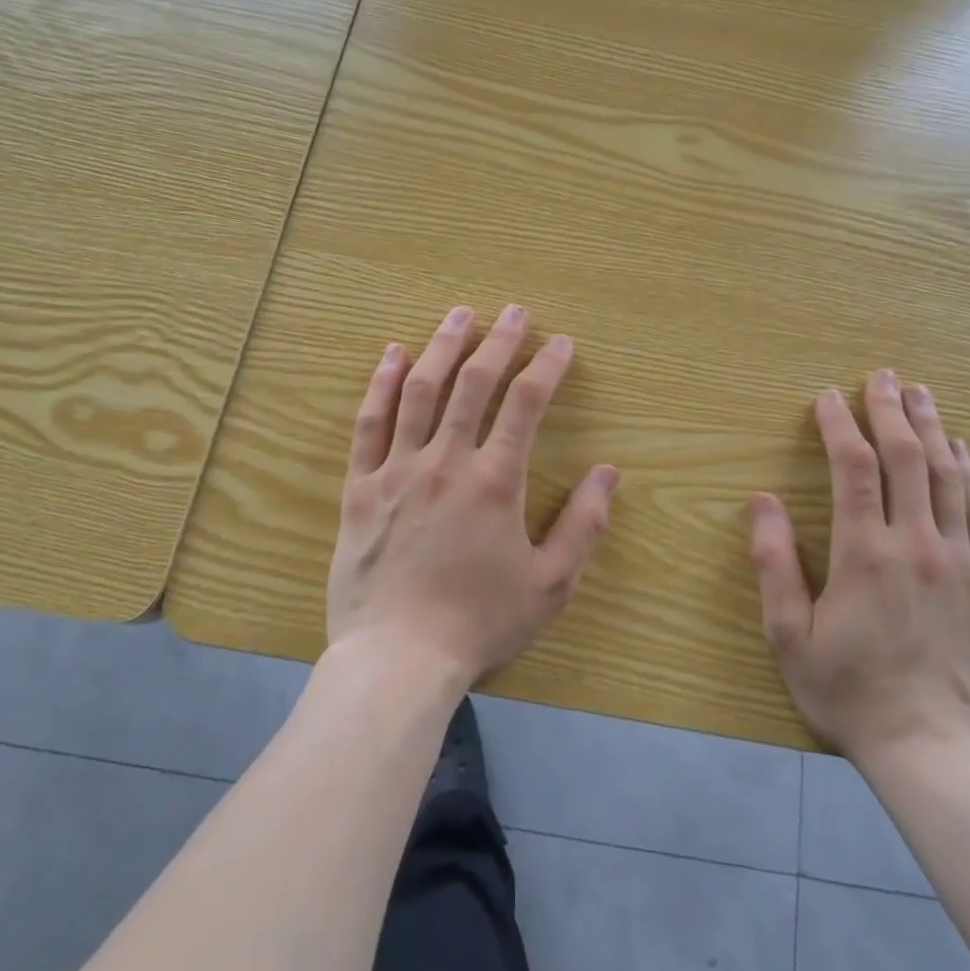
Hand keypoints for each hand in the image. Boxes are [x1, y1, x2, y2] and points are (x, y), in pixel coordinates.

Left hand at [326, 304, 619, 688]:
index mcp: (496, 481)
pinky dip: (380, 384)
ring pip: (420, 391)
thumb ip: (583, 525)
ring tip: (460, 315)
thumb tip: (609, 473)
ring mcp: (398, 469)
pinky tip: (392, 355)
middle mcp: (447, 461)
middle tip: (514, 311)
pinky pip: (369, 424)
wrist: (397, 659)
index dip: (547, 367)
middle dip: (499, 341)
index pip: (527, 404)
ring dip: (442, 346)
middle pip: (474, 383)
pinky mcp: (361, 487)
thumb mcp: (550, 584)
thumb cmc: (479, 622)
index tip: (561, 342)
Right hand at [747, 371, 969, 779]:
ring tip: (920, 393)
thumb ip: (774, 564)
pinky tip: (962, 449)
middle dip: (891, 410)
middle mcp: (916, 544)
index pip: (853, 467)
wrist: (933, 752)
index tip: (826, 397)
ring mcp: (958, 561)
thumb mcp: (789, 635)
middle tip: (880, 377)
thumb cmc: (848, 692)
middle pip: (906, 458)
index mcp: (864, 553)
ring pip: (948, 476)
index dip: (839, 424)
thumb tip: (760, 501)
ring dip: (932, 428)